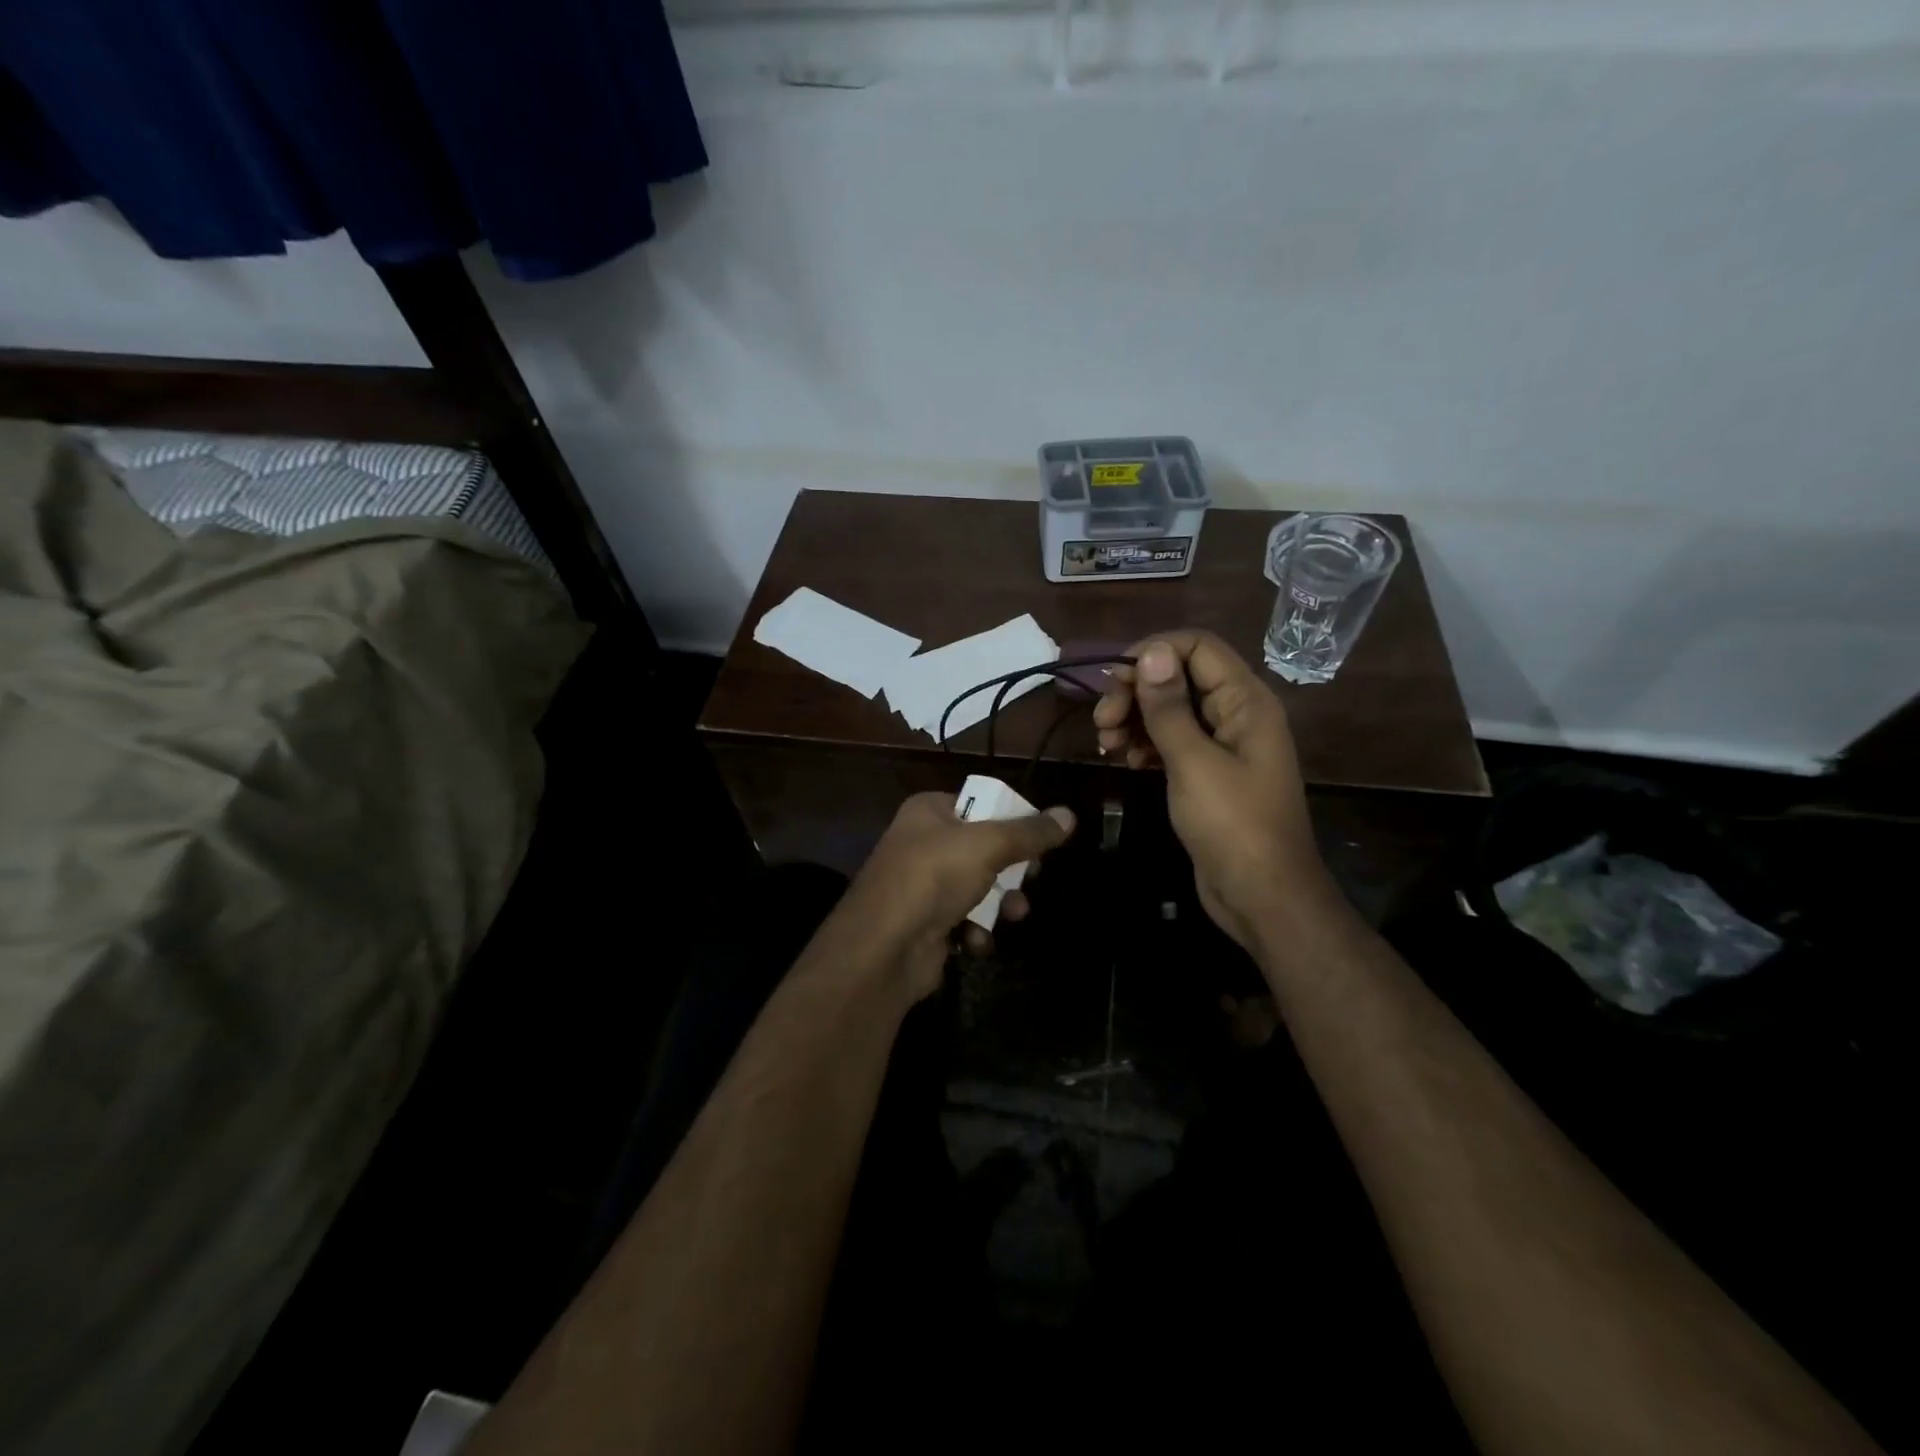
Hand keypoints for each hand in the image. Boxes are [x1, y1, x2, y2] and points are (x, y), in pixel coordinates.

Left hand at [846, 791, 1076, 998]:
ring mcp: (922, 886)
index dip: (1012, 819)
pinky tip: (976, 940)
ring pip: (979, 887)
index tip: (1040, 839)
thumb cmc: (934, 877)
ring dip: (1000, 903)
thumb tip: (1069, 815)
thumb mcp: (988, 845)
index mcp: (929, 811)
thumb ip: (1030, 832)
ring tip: (1013, 914)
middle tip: (1030, 878)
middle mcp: (923, 843)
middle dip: (1011, 869)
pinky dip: (976, 931)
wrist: (883, 948)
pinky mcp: (926, 924)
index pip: (981, 803)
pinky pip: (965, 921)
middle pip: (984, 848)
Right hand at [1093, 630, 1329, 948]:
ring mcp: (1222, 745)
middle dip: (1136, 692)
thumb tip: (1150, 651)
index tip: (1112, 679)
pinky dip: (1145, 744)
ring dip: (1134, 719)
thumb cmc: (1232, 825)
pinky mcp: (1207, 772)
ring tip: (1106, 744)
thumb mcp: (1193, 762)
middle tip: (1102, 721)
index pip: (1197, 647)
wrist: (1261, 896)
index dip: (1153, 652)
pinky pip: (1171, 741)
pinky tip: (1125, 761)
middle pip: (1179, 677)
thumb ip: (1168, 707)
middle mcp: (1235, 714)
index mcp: (1245, 701)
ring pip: (1170, 710)